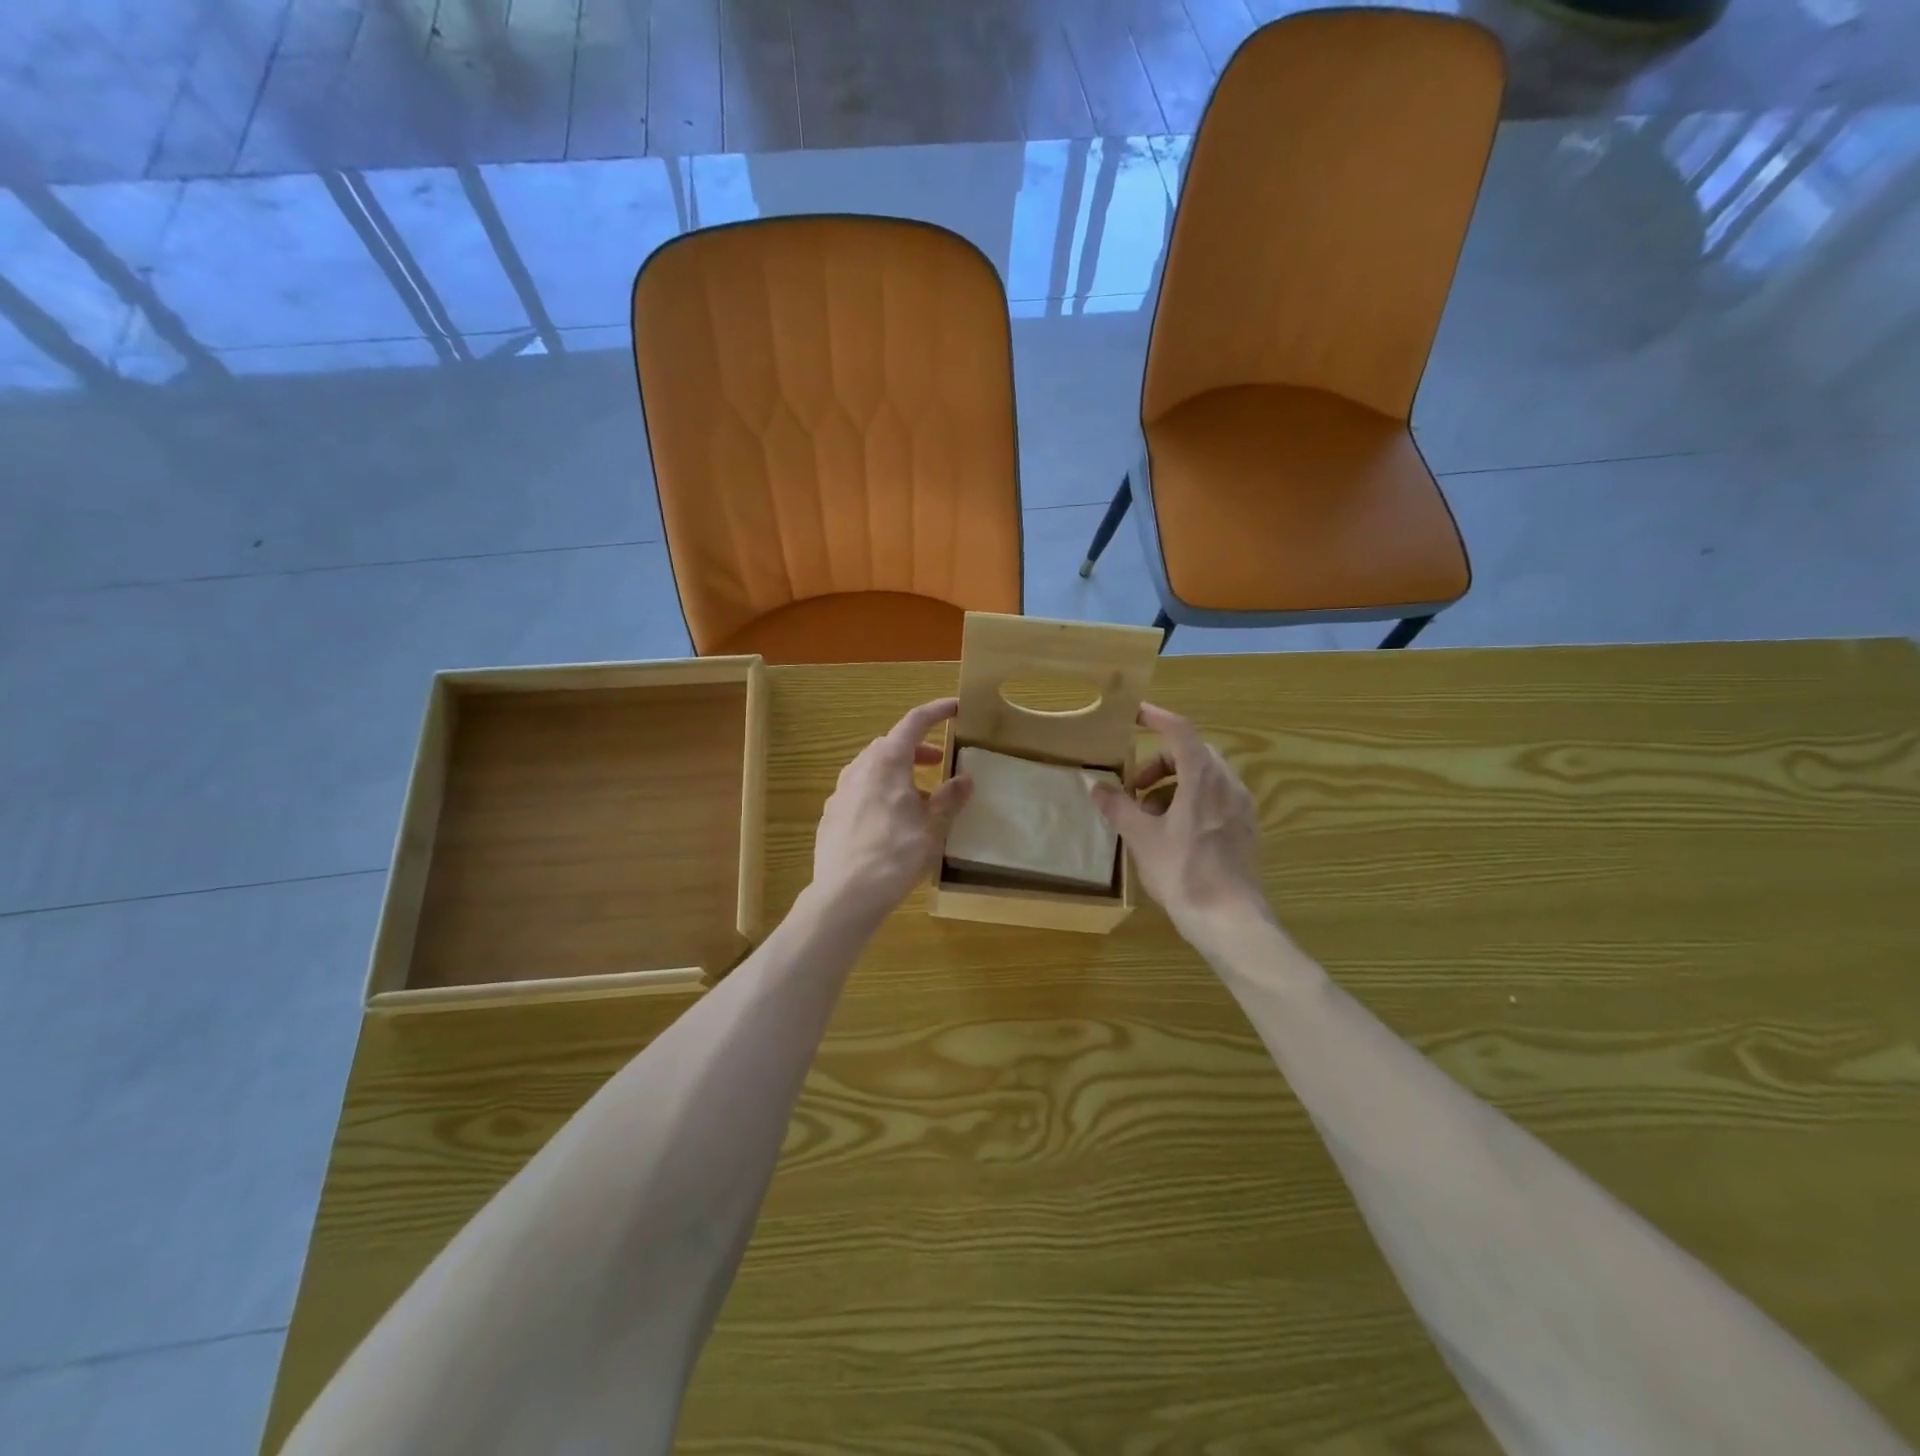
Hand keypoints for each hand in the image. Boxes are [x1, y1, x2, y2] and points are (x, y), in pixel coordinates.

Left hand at [810, 698, 973, 924]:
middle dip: (917, 748)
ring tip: (918, 797)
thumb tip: (965, 779)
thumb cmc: (896, 854)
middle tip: (939, 761)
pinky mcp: (831, 815)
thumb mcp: (932, 827)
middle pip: (890, 745)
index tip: (955, 707)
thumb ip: (949, 799)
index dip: (936, 711)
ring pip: (872, 768)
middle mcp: (860, 768)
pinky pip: (860, 791)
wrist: (845, 894)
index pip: (913, 723)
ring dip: (898, 772)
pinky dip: (880, 792)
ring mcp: (841, 791)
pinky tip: (890, 820)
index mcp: (887, 762)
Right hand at [1091, 703, 1269, 945]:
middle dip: (1159, 763)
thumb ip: (1118, 807)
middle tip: (1133, 787)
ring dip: (1172, 785)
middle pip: (1192, 754)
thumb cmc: (1184, 873)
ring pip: (1204, 777)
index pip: (1180, 731)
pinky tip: (1171, 833)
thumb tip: (1097, 787)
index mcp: (1203, 778)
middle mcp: (1228, 784)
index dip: (1157, 717)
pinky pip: (1215, 798)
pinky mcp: (1244, 828)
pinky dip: (1190, 801)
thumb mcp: (1142, 838)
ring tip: (1147, 816)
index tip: (1134, 713)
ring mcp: (1240, 807)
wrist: (1231, 920)